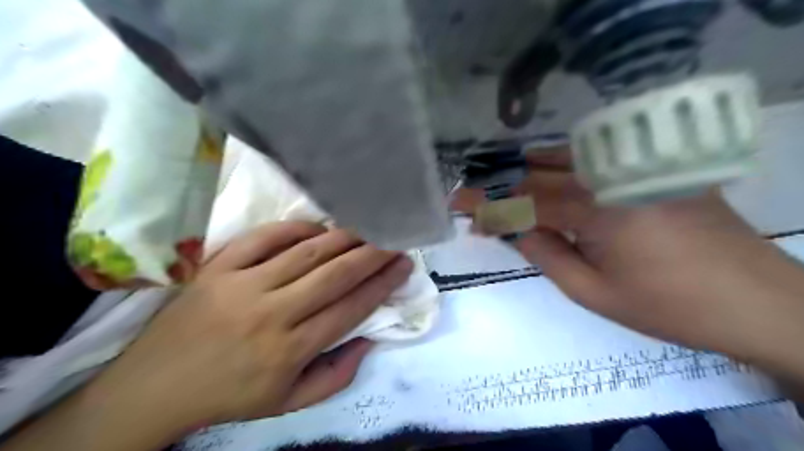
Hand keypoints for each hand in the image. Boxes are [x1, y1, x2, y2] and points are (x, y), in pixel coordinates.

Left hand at [1, 222, 409, 449]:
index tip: (404, 266)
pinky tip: (318, 227)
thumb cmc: (229, 395)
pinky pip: (265, 237)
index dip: (382, 284)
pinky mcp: (218, 267)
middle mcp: (271, 314)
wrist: (154, 386)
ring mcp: (242, 285)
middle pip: (335, 274)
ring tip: (367, 228)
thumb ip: (336, 376)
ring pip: (306, 252)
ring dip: (344, 237)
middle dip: (373, 253)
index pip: (350, 308)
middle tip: (395, 239)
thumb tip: (368, 340)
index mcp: (290, 350)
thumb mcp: (288, 403)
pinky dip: (296, 228)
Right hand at [455, 147, 803, 370]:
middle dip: (503, 191)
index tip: (457, 204)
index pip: (523, 200)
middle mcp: (611, 175)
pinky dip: (562, 164)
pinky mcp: (652, 168)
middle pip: (538, 174)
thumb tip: (516, 230)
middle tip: (481, 208)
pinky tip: (549, 173)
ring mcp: (635, 166)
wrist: (756, 300)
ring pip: (563, 158)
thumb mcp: (592, 292)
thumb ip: (545, 255)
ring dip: (528, 174)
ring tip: (508, 194)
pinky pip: (593, 157)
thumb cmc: (668, 305)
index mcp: (595, 209)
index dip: (486, 203)